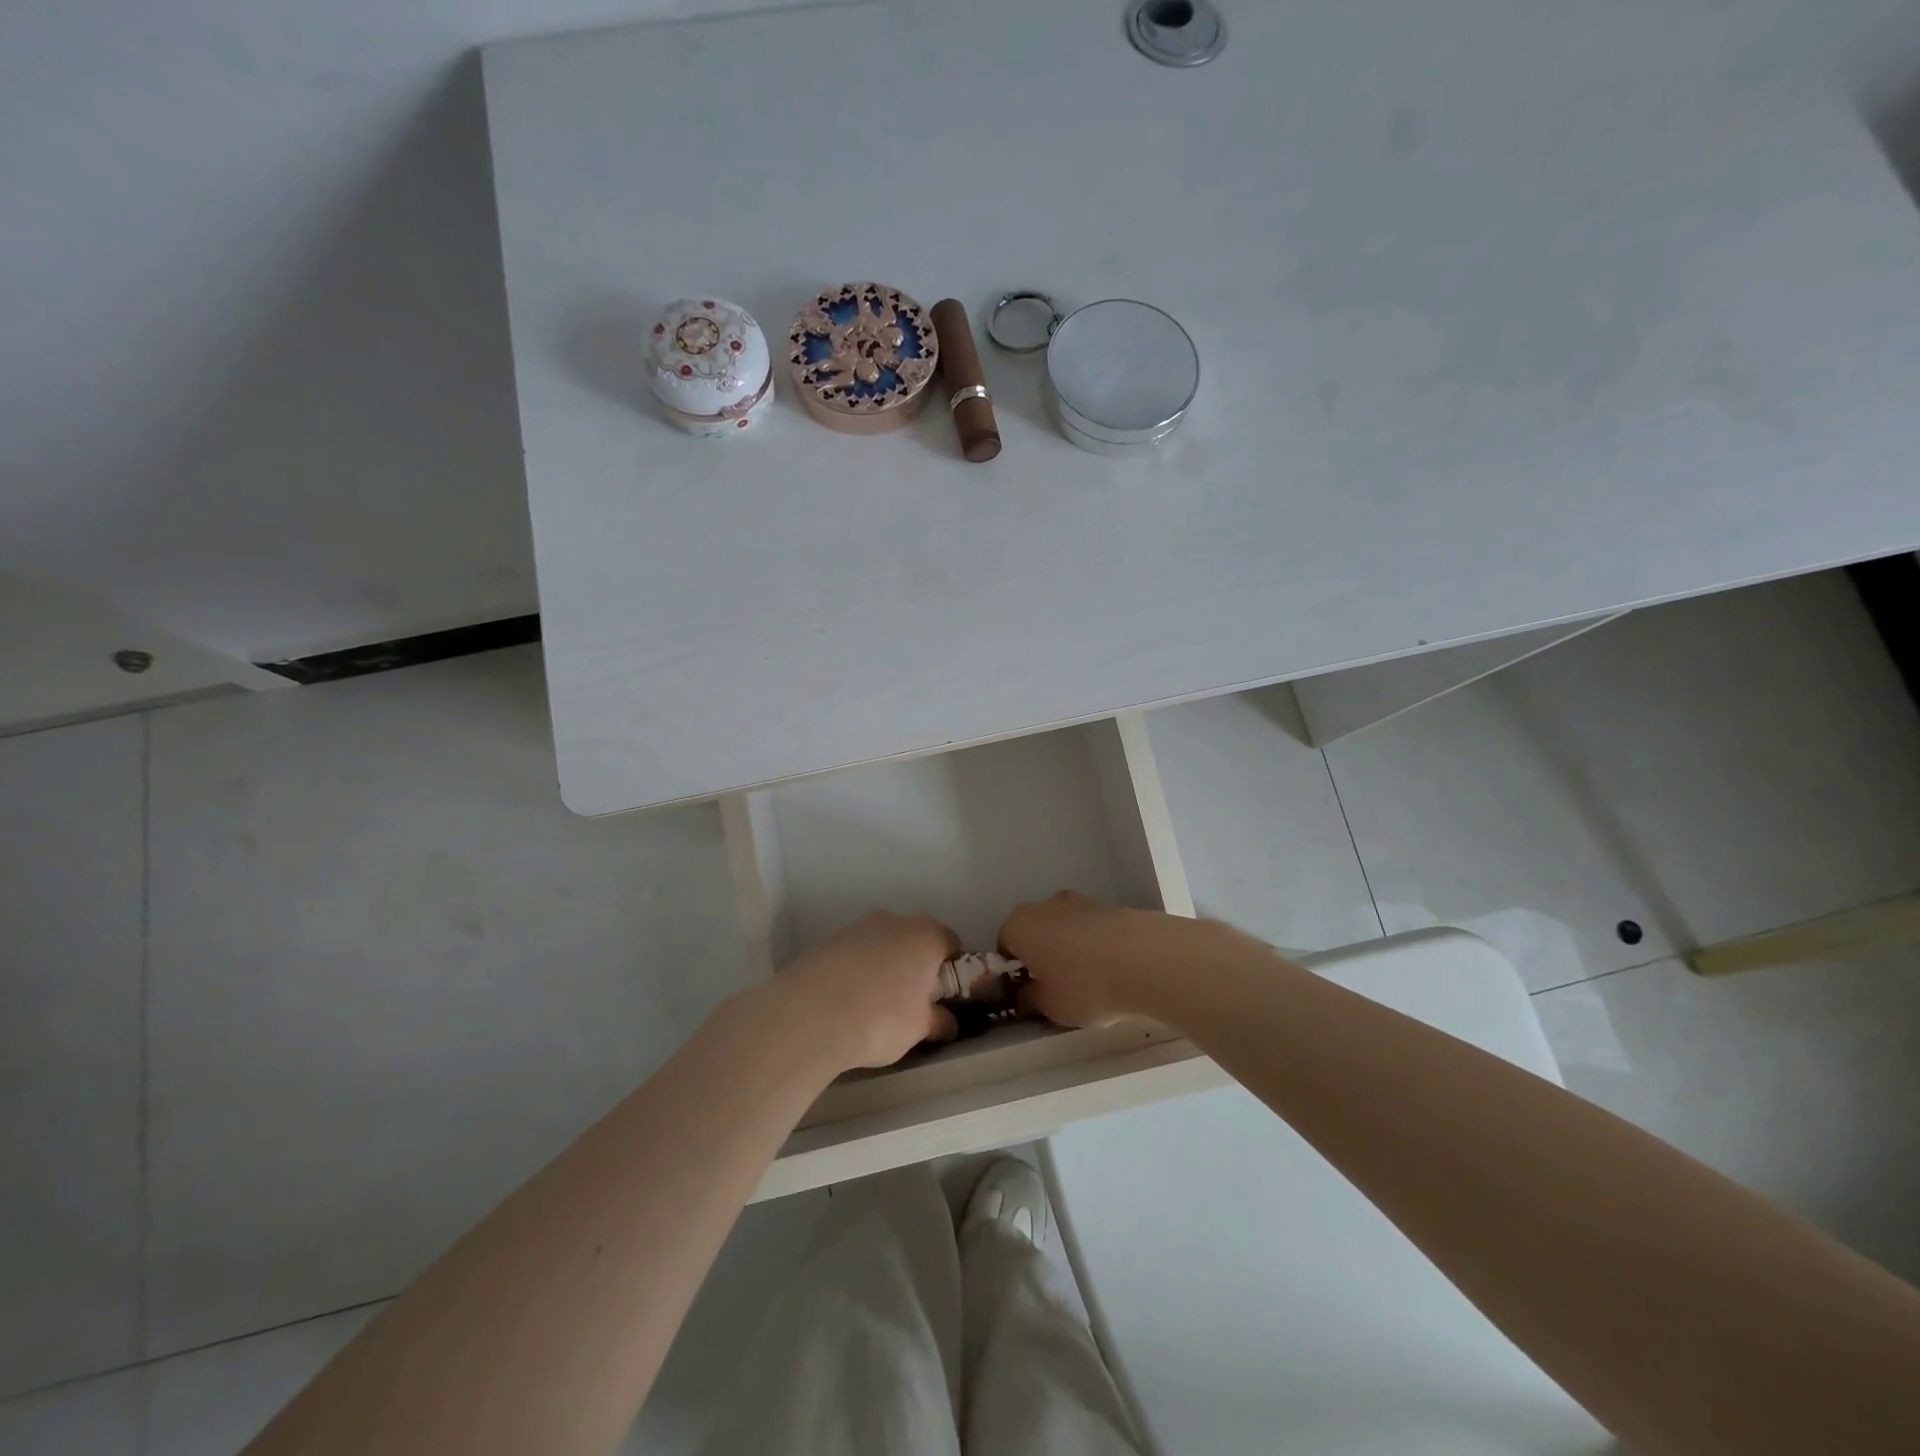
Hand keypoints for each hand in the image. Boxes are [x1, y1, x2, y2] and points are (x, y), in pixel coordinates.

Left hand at [769, 912, 960, 1070]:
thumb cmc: (881, 1018)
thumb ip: (939, 1021)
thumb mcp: (919, 1028)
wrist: (810, 1015)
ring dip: (885, 967)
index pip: (951, 942)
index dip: (953, 969)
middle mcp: (894, 921)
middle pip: (915, 940)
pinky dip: (857, 971)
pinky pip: (854, 954)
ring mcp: (858, 928)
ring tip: (875, 1005)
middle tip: (913, 1002)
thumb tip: (948, 1022)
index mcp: (925, 935)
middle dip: (917, 966)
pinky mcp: (828, 941)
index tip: (945, 996)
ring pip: (882, 945)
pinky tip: (847, 1002)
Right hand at [998, 891, 1175, 1026]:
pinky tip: (1111, 970)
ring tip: (1090, 981)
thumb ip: (1030, 999)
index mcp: (1019, 925)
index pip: (1003, 945)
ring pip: (1063, 928)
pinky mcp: (1109, 905)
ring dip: (1069, 950)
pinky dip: (1094, 946)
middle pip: (1034, 932)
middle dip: (1040, 957)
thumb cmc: (1084, 985)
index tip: (1028, 993)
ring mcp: (1079, 901)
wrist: (1146, 958)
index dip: (1013, 971)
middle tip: (1056, 988)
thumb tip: (1026, 994)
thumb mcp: (1049, 1006)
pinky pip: (1090, 929)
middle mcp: (1044, 905)